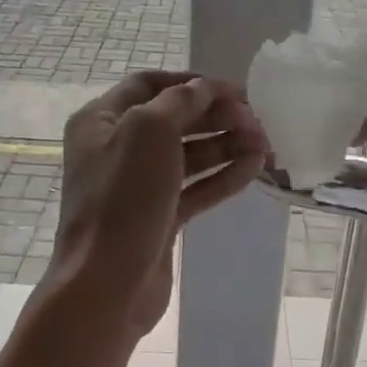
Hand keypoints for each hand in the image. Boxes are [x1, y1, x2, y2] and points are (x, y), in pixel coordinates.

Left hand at [53, 72, 267, 335]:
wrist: (107, 283)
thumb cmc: (123, 198)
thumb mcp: (148, 132)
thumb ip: (180, 102)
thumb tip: (204, 88)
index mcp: (101, 120)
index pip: (150, 85)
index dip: (192, 83)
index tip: (234, 90)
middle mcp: (116, 148)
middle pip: (173, 120)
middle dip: (216, 116)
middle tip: (257, 120)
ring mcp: (138, 186)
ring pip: (188, 156)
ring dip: (225, 146)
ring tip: (265, 144)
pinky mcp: (158, 218)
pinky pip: (194, 189)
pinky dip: (222, 177)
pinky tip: (254, 169)